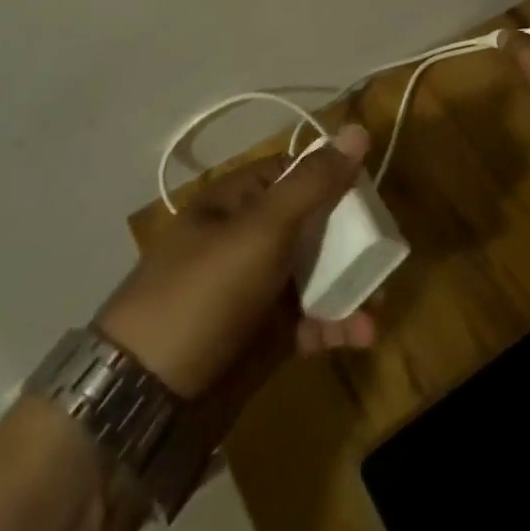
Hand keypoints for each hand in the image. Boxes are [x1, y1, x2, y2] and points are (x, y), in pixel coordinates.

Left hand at [97, 126, 377, 400]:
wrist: (144, 400)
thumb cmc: (204, 294)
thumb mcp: (262, 230)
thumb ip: (313, 184)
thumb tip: (358, 129)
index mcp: (234, 202)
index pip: (291, 173)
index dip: (330, 177)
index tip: (368, 193)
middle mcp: (244, 240)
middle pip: (309, 226)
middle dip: (350, 242)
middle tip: (385, 256)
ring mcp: (252, 291)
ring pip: (313, 276)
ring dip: (349, 288)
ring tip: (378, 307)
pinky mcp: (261, 338)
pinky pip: (308, 321)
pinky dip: (334, 326)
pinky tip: (359, 337)